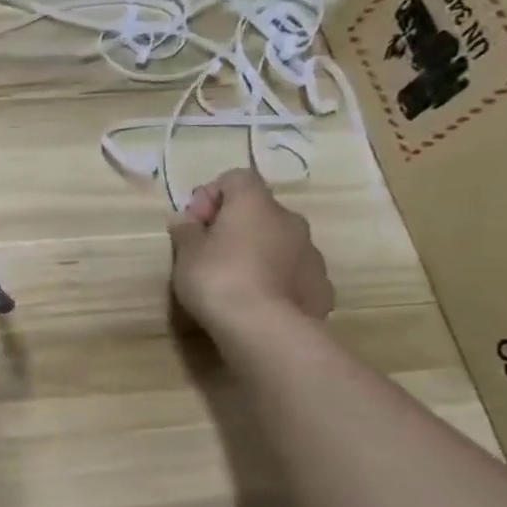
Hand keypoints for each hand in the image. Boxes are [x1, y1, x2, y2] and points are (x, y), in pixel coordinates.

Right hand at [168, 169, 333, 341]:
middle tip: (210, 253)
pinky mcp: (320, 284)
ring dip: (258, 251)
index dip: (212, 195)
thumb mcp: (186, 254)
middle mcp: (289, 219)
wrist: (264, 328)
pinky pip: (293, 271)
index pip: (236, 178)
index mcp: (254, 204)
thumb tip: (188, 222)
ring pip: (279, 241)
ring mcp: (311, 252)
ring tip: (236, 282)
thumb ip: (187, 232)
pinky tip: (259, 301)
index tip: (195, 222)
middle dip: (235, 226)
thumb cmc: (217, 279)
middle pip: (260, 211)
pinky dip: (277, 278)